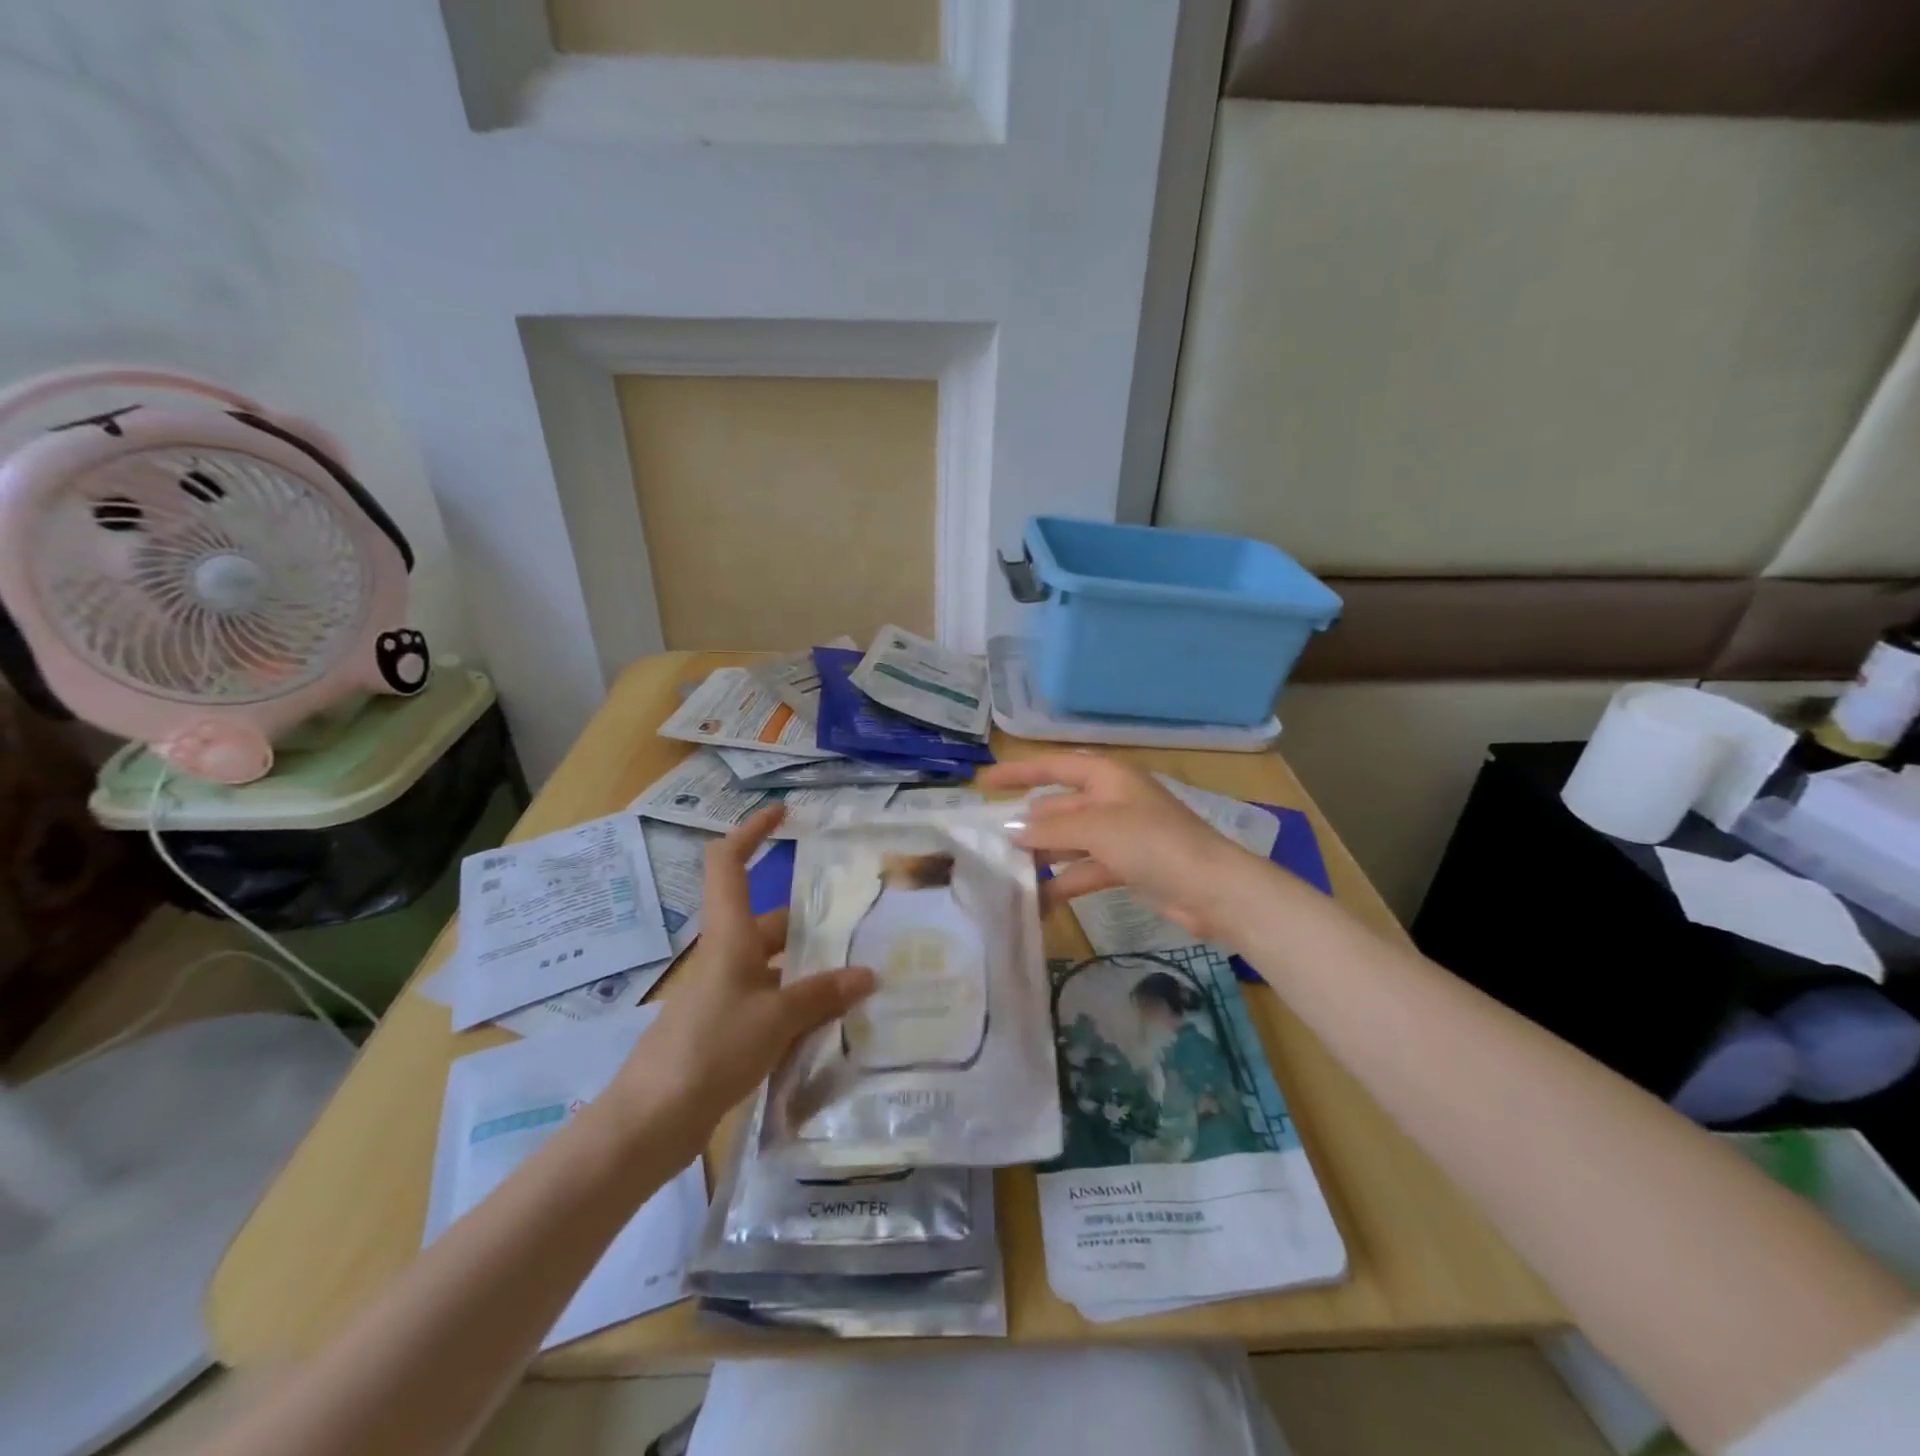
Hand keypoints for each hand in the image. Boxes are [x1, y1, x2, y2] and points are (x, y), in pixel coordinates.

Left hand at [609, 805, 873, 1149]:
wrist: (650, 1122)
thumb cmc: (710, 1050)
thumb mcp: (775, 1019)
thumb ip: (823, 994)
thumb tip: (869, 975)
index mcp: (729, 936)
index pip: (728, 864)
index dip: (752, 831)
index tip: (783, 813)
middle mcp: (726, 956)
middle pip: (771, 922)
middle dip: (813, 923)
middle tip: (862, 928)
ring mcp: (724, 994)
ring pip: (776, 966)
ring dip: (812, 971)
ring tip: (861, 980)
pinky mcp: (726, 1029)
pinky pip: (771, 1002)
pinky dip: (800, 1006)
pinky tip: (832, 1025)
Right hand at [979, 753, 1254, 939]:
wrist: (1212, 889)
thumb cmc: (1153, 842)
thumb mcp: (1097, 828)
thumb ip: (1051, 827)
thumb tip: (1010, 830)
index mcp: (1107, 777)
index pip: (1053, 767)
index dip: (1018, 772)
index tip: (985, 782)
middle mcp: (1110, 799)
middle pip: (1059, 807)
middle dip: (1028, 824)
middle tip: (989, 844)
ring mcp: (1119, 834)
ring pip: (1069, 840)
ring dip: (1043, 856)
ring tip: (1007, 876)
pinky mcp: (1126, 866)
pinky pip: (1084, 869)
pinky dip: (1063, 881)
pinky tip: (1038, 900)